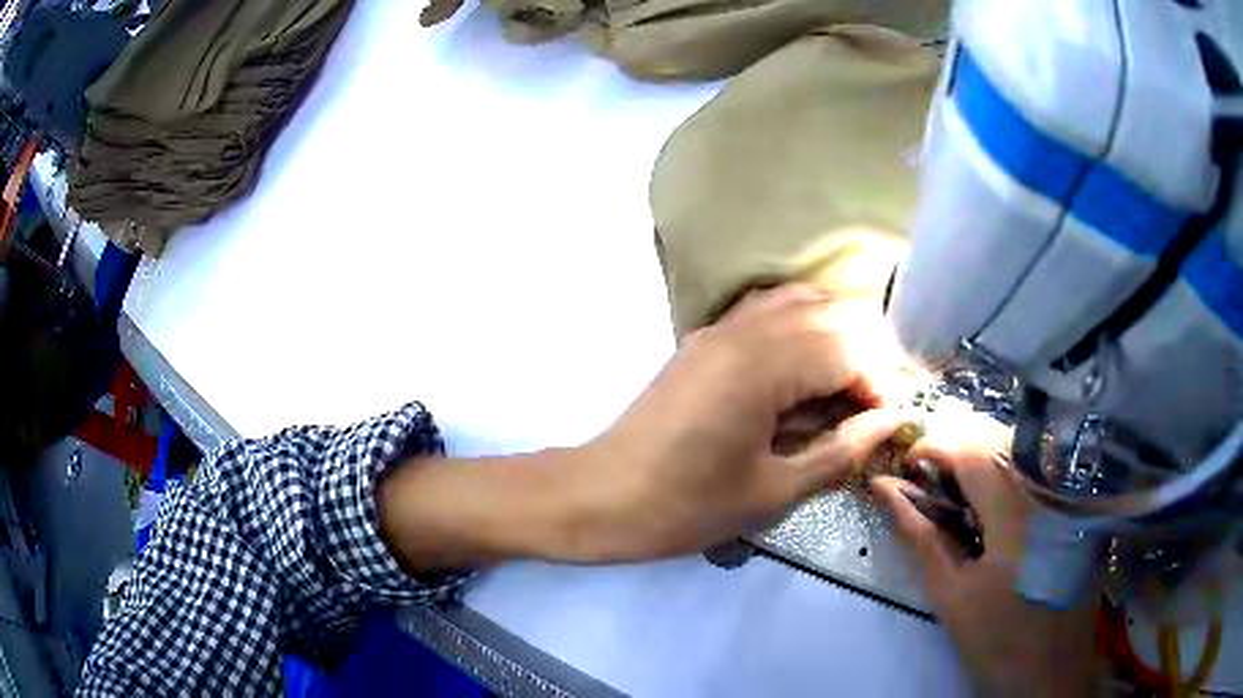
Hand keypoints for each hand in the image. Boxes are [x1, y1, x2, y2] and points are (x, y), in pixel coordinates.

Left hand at [581, 285, 910, 560]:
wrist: (601, 496)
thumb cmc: (685, 507)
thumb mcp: (772, 491)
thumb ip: (841, 451)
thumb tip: (891, 423)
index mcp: (762, 366)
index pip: (851, 347)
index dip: (881, 383)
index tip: (887, 426)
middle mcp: (744, 329)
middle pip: (834, 314)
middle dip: (868, 357)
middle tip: (873, 411)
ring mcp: (721, 327)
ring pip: (803, 302)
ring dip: (838, 337)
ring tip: (847, 391)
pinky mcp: (706, 338)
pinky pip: (769, 310)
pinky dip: (803, 329)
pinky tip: (807, 373)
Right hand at [871, 416, 1101, 697]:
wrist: (1053, 667)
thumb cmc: (997, 639)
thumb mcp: (951, 593)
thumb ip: (919, 535)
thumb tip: (883, 488)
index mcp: (1017, 512)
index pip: (970, 446)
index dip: (932, 445)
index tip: (908, 468)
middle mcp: (1050, 486)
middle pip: (998, 435)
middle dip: (956, 447)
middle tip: (932, 482)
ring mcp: (1071, 489)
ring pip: (1021, 443)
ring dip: (983, 457)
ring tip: (963, 494)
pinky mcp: (1082, 498)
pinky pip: (1042, 462)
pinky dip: (1011, 469)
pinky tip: (1001, 504)